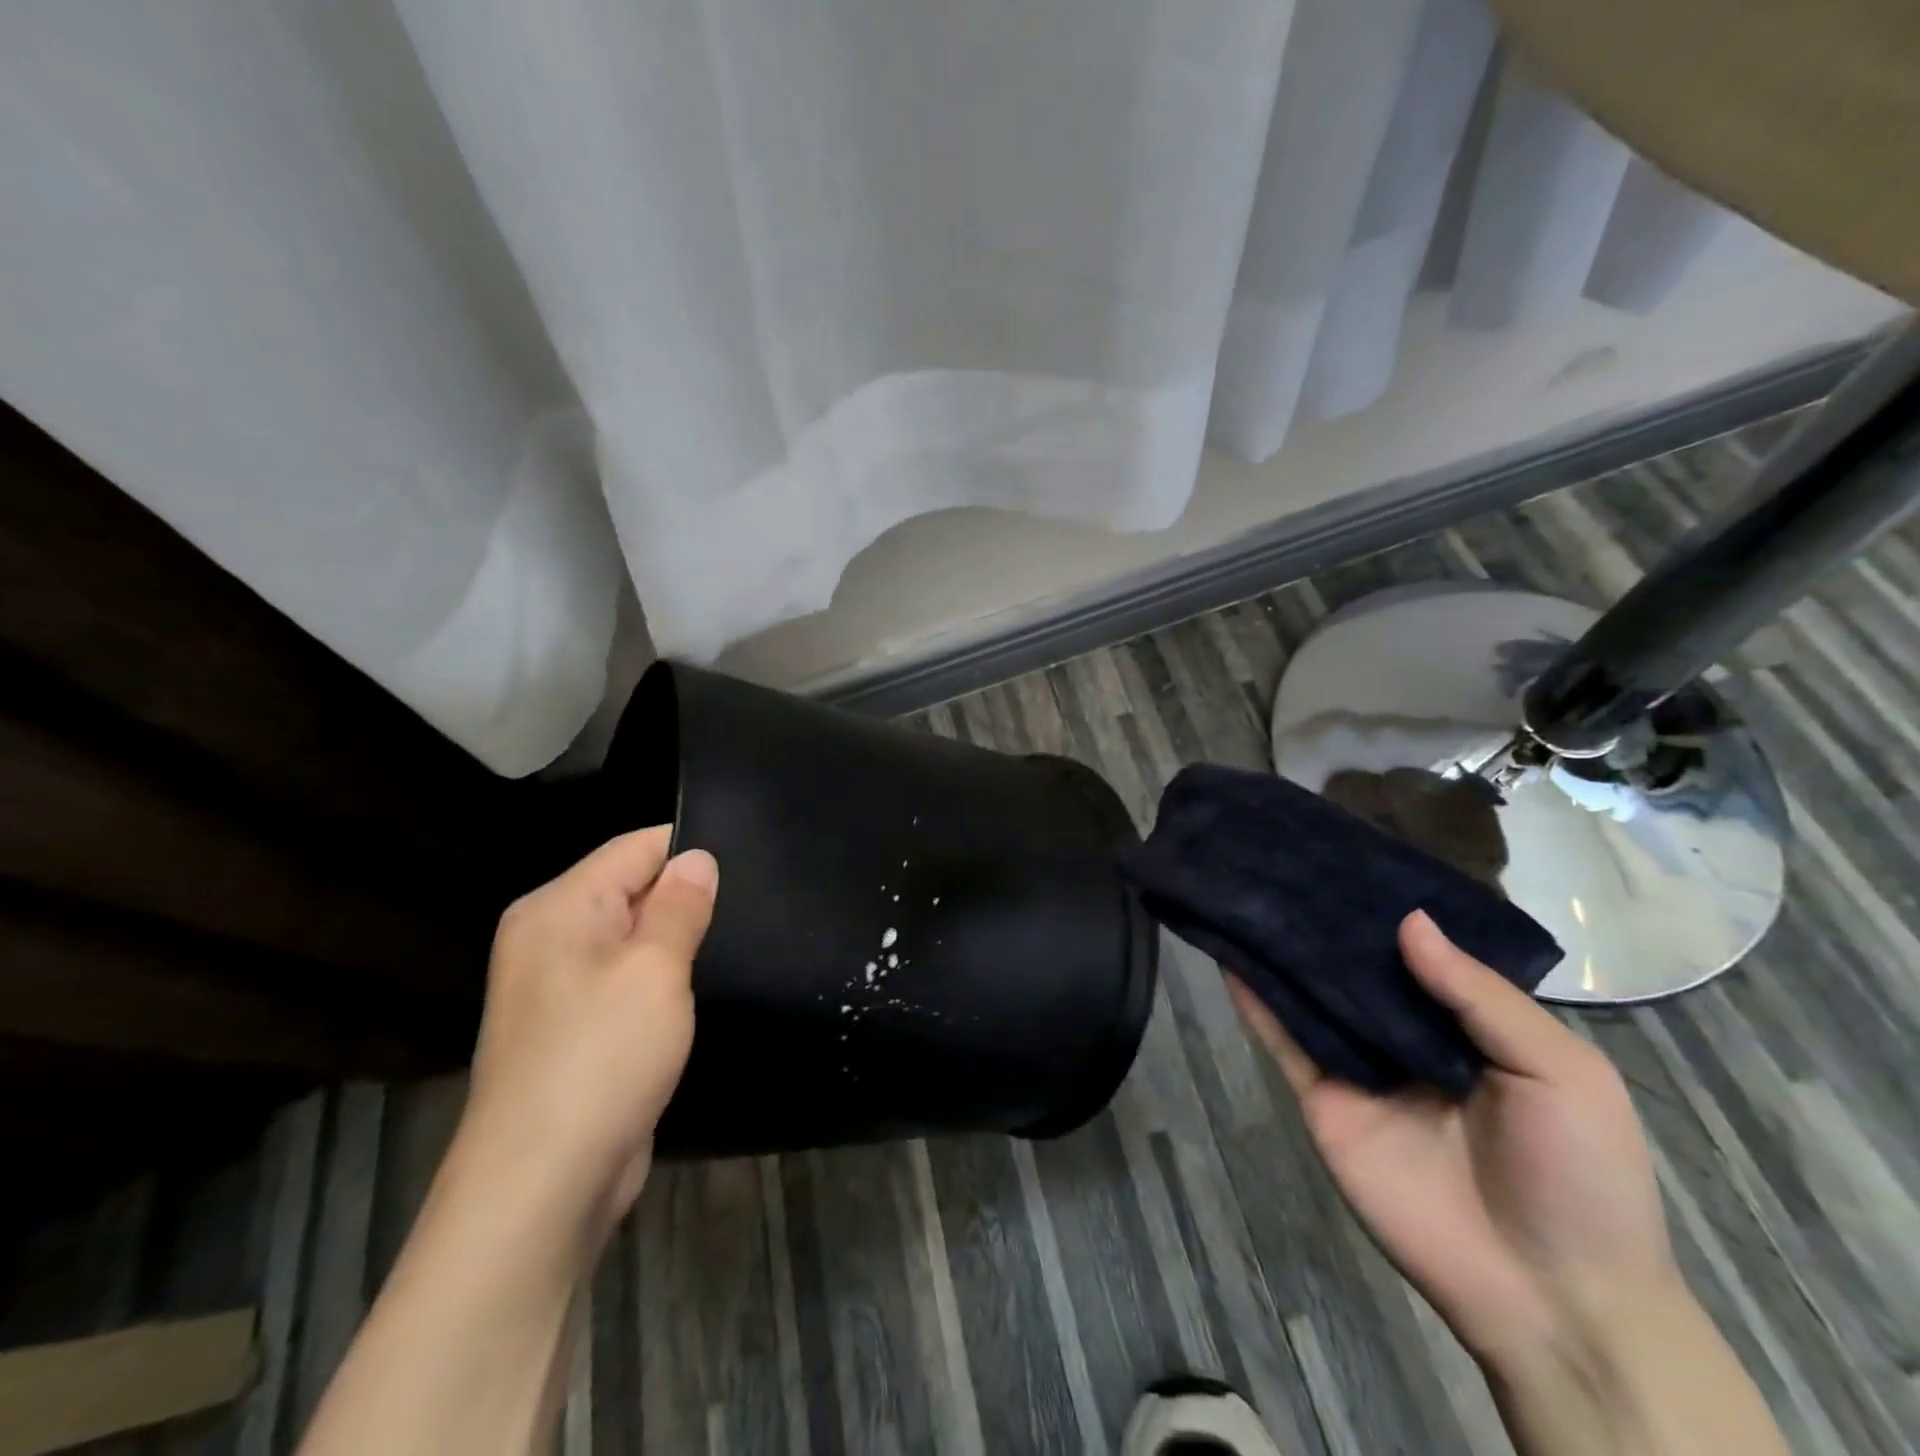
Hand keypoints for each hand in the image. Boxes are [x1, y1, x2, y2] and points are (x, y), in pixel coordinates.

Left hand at [451, 826, 717, 1244]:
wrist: (541, 1188)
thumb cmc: (601, 1058)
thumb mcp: (654, 970)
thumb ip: (680, 905)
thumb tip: (698, 857)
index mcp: (558, 908)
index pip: (635, 848)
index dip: (691, 850)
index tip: (751, 862)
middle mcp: (551, 938)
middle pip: (634, 890)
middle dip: (689, 897)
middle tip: (756, 905)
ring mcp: (561, 988)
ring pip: (636, 939)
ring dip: (680, 942)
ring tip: (742, 939)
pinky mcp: (578, 1030)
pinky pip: (630, 981)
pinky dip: (665, 981)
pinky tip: (705, 987)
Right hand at [1228, 910, 1677, 1364]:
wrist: (1550, 1298)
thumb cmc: (1579, 1175)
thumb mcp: (1561, 1072)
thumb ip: (1481, 996)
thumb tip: (1409, 921)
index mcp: (1469, 1024)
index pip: (1421, 952)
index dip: (1389, 908)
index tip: (1350, 858)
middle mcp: (1407, 1035)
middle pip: (1357, 968)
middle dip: (1327, 923)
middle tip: (1283, 865)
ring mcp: (1360, 1067)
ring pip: (1312, 996)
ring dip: (1281, 951)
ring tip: (1246, 893)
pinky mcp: (1324, 1098)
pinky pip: (1285, 1041)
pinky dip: (1255, 1002)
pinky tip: (1230, 957)